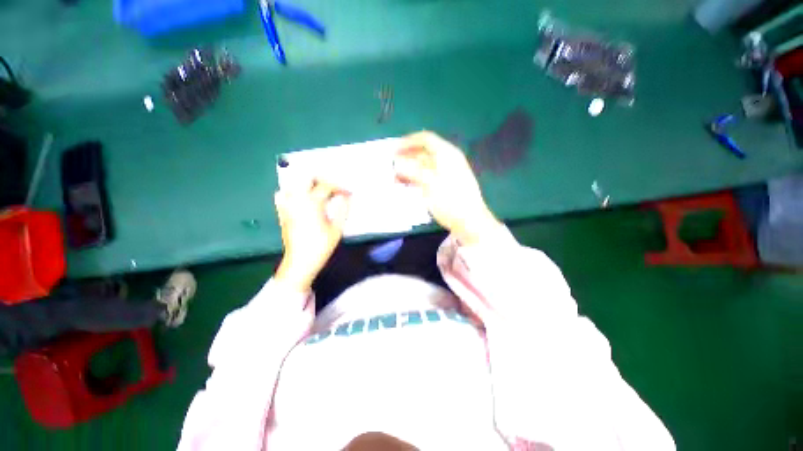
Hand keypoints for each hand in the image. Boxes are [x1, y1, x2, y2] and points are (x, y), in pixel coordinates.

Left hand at [274, 180, 349, 292]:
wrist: (300, 261)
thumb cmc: (320, 246)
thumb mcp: (337, 229)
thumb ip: (342, 210)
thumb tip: (345, 198)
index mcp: (312, 203)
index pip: (326, 186)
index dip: (339, 188)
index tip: (348, 194)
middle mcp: (297, 200)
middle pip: (306, 177)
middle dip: (322, 178)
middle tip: (332, 187)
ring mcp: (287, 205)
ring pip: (293, 183)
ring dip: (307, 183)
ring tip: (319, 191)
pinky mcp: (282, 213)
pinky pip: (283, 194)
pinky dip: (292, 192)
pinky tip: (301, 199)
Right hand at [394, 131, 500, 244]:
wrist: (470, 222)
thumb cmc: (450, 201)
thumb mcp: (430, 184)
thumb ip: (412, 170)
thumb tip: (397, 161)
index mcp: (447, 154)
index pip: (426, 139)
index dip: (408, 142)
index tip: (393, 150)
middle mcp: (447, 160)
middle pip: (424, 153)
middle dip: (407, 158)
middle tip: (391, 167)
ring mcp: (446, 174)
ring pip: (424, 166)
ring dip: (409, 170)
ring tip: (395, 179)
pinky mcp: (445, 186)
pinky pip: (427, 177)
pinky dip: (416, 179)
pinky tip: (406, 186)